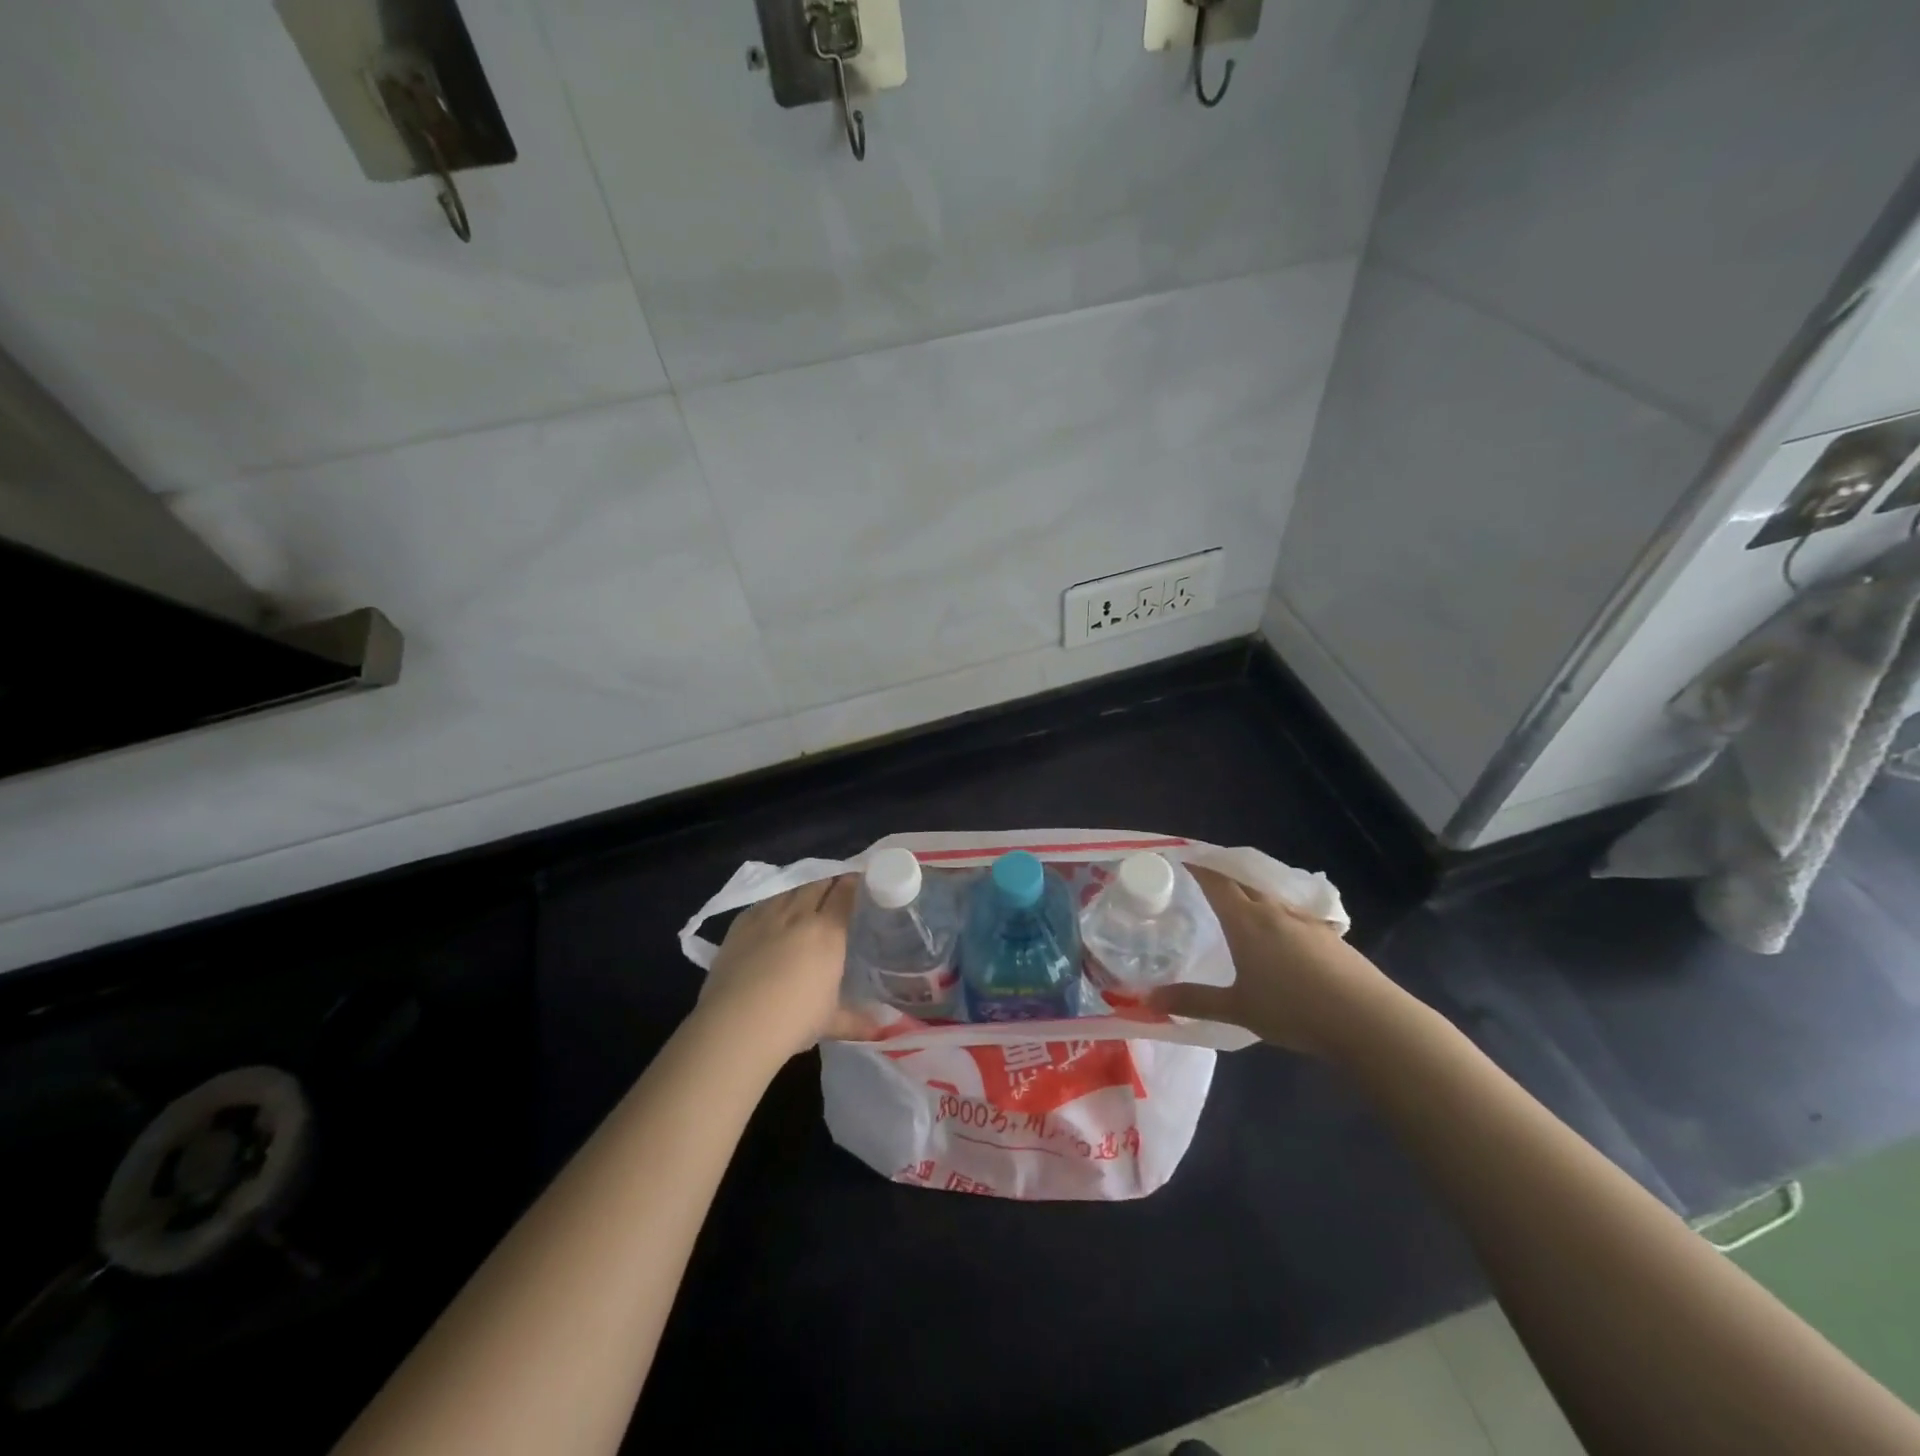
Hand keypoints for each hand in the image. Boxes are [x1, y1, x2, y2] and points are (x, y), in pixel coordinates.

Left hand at [696, 877, 876, 1060]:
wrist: (737, 1024)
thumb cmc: (794, 1021)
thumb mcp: (831, 1021)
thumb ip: (857, 1020)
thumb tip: (882, 1030)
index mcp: (828, 933)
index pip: (844, 896)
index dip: (853, 883)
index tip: (859, 878)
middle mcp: (799, 916)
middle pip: (817, 885)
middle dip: (829, 880)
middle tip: (837, 882)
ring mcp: (767, 917)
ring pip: (789, 890)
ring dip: (802, 888)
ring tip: (807, 892)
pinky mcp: (740, 925)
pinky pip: (762, 903)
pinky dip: (774, 901)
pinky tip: (774, 909)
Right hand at [1146, 864, 1396, 1057]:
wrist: (1369, 1020)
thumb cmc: (1294, 1010)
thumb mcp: (1237, 1009)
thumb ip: (1193, 1001)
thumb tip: (1148, 1000)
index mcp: (1247, 920)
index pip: (1215, 880)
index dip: (1196, 866)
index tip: (1178, 859)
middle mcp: (1275, 910)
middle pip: (1243, 881)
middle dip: (1220, 876)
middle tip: (1200, 882)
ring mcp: (1306, 920)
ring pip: (1270, 897)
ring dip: (1250, 894)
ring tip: (1236, 908)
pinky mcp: (1330, 936)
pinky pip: (1293, 915)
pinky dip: (1276, 916)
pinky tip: (1278, 938)